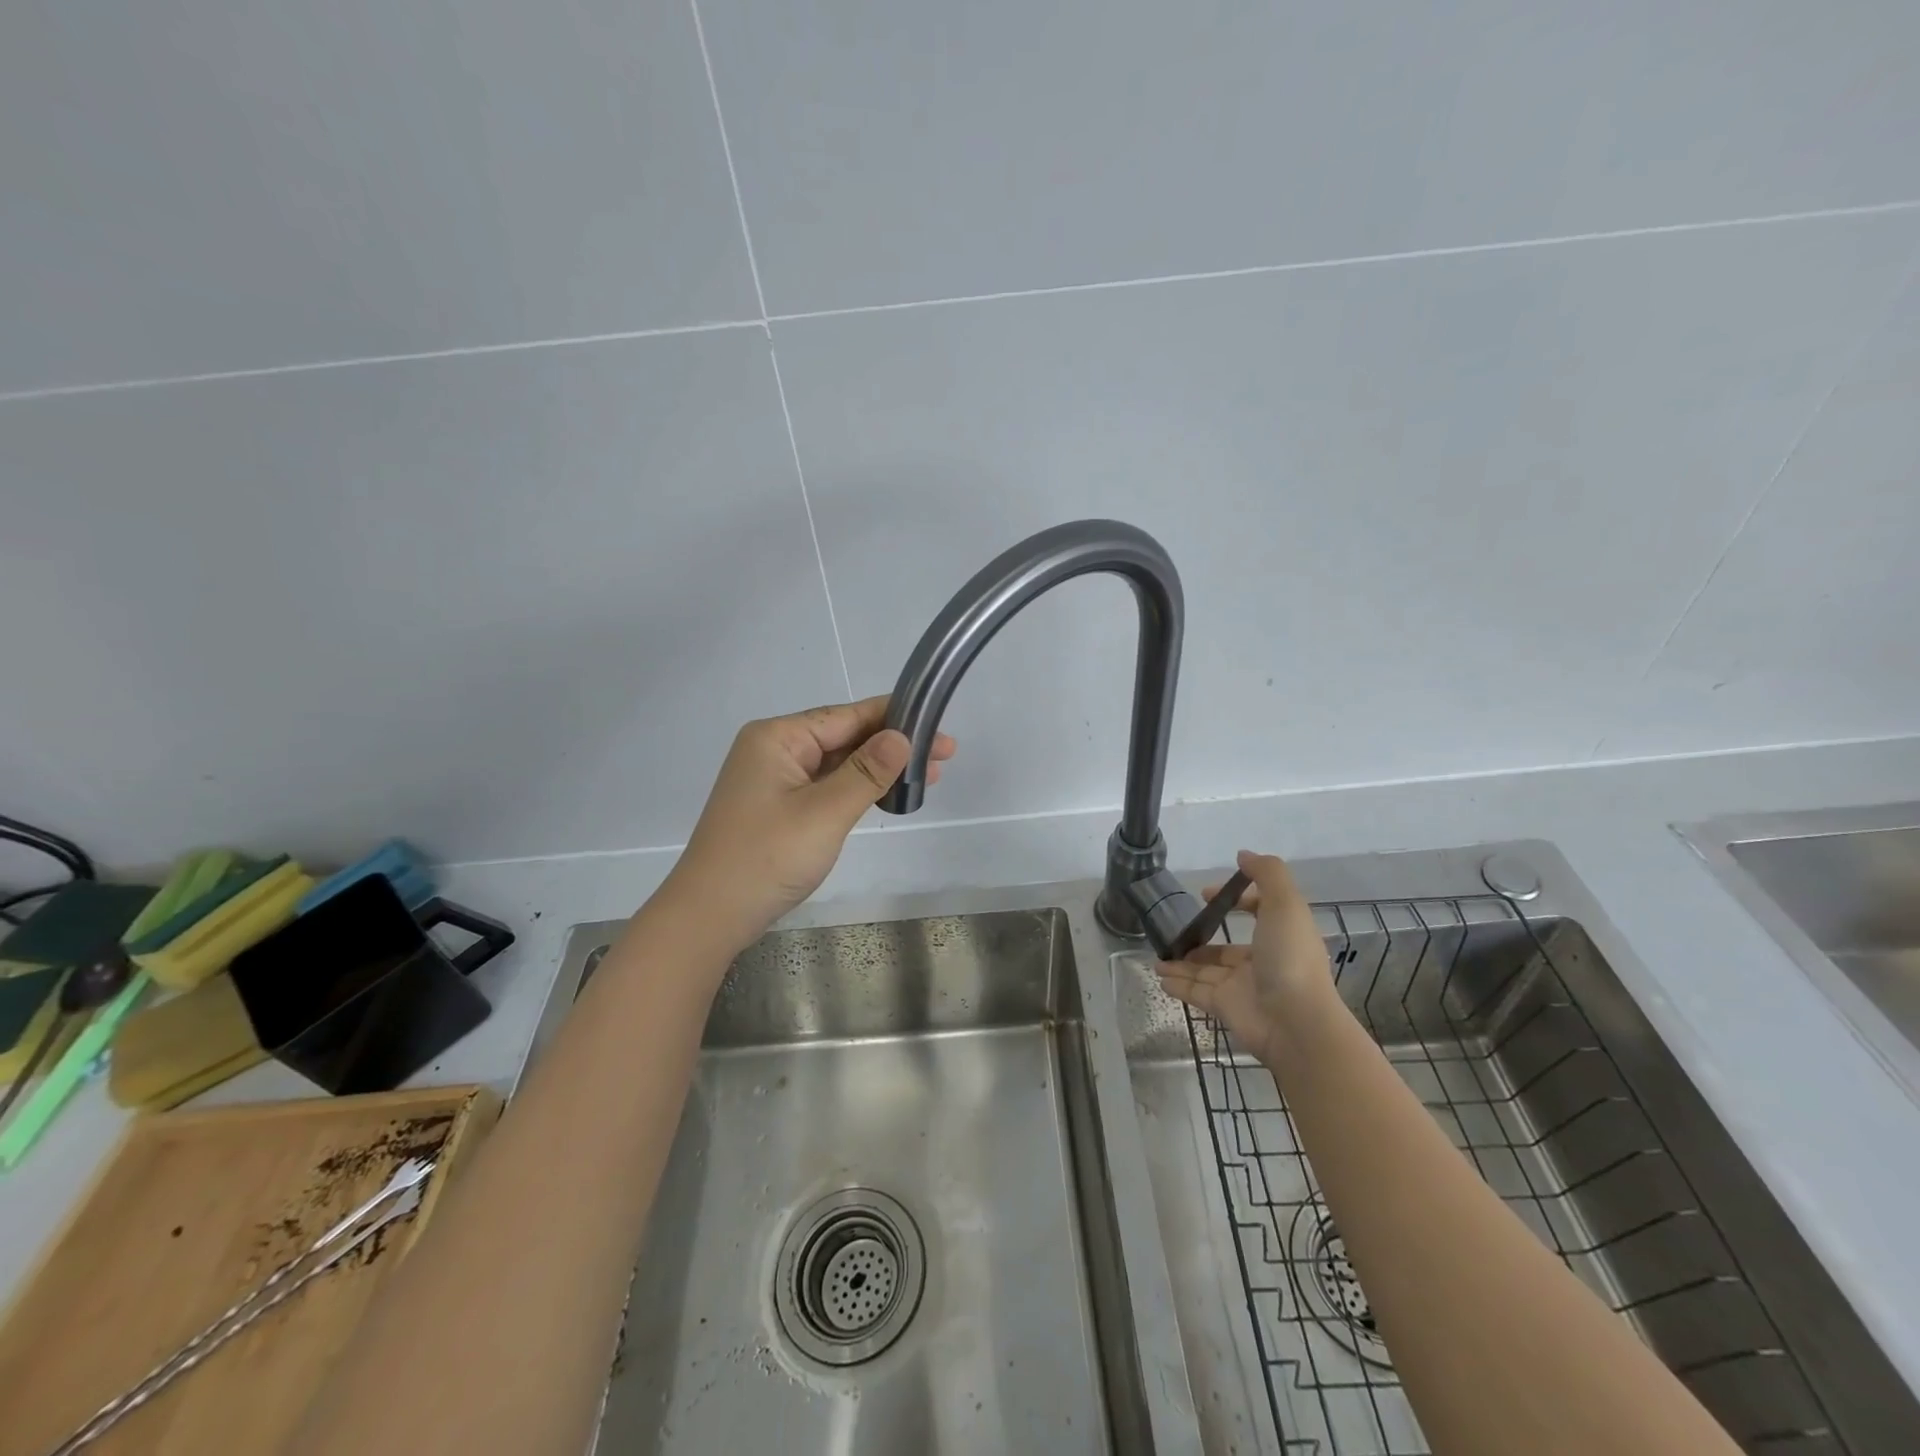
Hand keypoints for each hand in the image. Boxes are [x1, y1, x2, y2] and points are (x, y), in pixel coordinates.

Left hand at [658, 697, 955, 960]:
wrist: (710, 916)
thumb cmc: (766, 858)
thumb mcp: (824, 813)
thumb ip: (866, 772)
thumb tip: (902, 737)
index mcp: (778, 738)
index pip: (847, 716)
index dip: (896, 720)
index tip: (938, 728)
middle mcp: (773, 749)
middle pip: (843, 736)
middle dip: (892, 745)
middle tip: (943, 757)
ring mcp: (773, 779)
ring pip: (836, 763)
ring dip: (878, 768)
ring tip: (927, 776)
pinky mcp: (777, 806)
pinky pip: (824, 785)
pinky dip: (856, 788)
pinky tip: (886, 793)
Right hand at [1155, 850, 1333, 1065]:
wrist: (1295, 1022)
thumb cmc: (1290, 957)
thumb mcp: (1285, 904)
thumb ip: (1267, 874)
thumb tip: (1243, 855)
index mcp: (1280, 935)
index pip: (1258, 913)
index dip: (1235, 900)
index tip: (1205, 894)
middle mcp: (1262, 961)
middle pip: (1226, 948)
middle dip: (1201, 939)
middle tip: (1175, 931)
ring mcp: (1242, 987)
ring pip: (1206, 971)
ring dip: (1182, 963)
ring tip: (1157, 958)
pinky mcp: (1225, 1008)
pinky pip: (1196, 993)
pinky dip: (1178, 986)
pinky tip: (1159, 978)